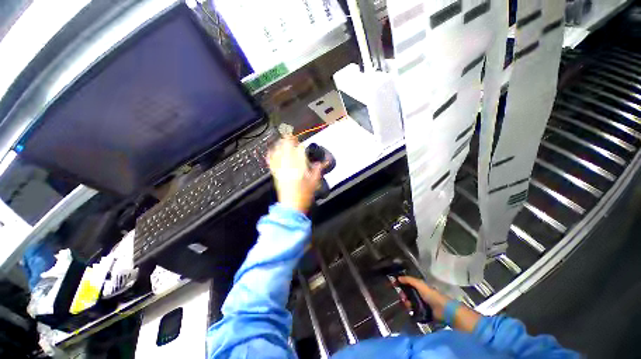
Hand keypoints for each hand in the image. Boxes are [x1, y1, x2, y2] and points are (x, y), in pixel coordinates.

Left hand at [267, 137, 322, 212]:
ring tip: (282, 139)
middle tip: (291, 135)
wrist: (291, 205)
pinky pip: (271, 161)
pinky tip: (272, 151)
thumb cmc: (304, 194)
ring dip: (280, 144)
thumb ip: (318, 170)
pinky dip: (271, 154)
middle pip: (286, 146)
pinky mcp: (275, 173)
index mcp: (299, 165)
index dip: (300, 144)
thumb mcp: (315, 181)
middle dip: (289, 139)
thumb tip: (323, 163)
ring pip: (278, 151)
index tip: (301, 142)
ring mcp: (280, 168)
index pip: (299, 149)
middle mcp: (288, 164)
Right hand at [398, 276, 449, 321]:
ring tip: (407, 305)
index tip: (394, 285)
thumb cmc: (431, 295)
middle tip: (402, 297)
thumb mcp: (420, 284)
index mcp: (420, 287)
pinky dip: (411, 311)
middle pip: (408, 294)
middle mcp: (421, 295)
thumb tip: (398, 277)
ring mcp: (422, 304)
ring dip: (407, 303)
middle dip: (403, 295)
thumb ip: (409, 280)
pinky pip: (414, 311)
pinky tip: (409, 310)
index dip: (401, 283)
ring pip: (410, 303)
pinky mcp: (423, 314)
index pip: (408, 284)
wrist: (443, 310)